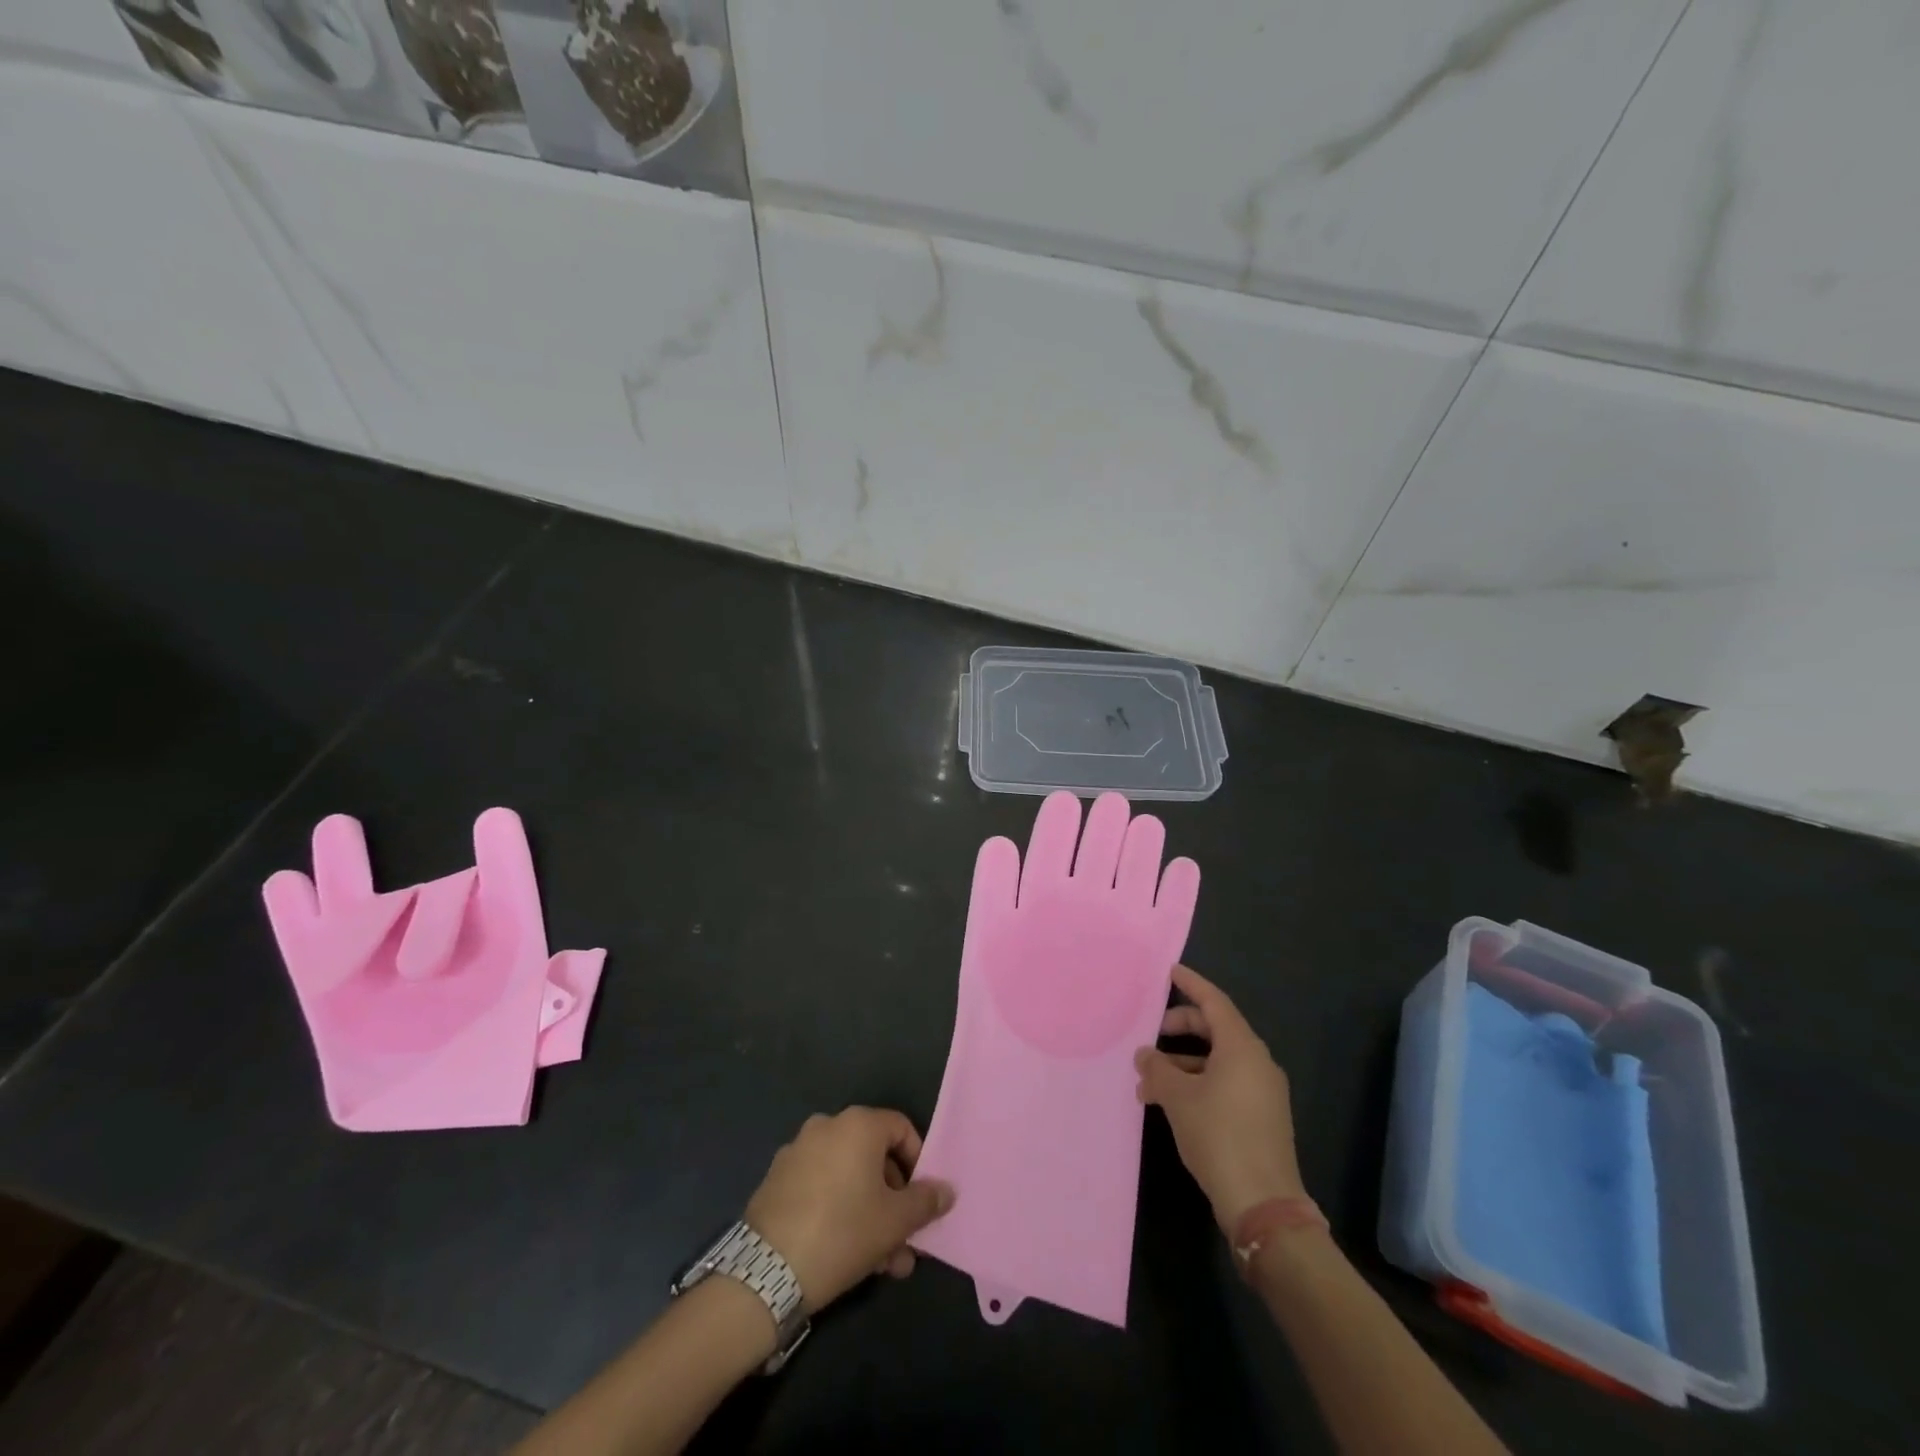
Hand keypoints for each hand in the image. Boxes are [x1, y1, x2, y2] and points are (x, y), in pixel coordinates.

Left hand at [745, 1108, 955, 1314]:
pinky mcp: (777, 1180)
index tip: (921, 1202)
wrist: (766, 1271)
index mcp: (858, 1124)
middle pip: (874, 1157)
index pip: (901, 1129)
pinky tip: (846, 1254)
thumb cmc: (842, 1232)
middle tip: (904, 1242)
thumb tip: (947, 1190)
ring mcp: (797, 1151)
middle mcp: (827, 1126)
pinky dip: (839, 1211)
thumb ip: (925, 1201)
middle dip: (894, 1201)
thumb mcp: (895, 1221)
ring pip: (848, 1178)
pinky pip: (821, 1187)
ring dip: (870, 1213)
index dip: (918, 1163)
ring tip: (881, 1263)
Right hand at [1135, 964, 1305, 1232]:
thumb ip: (1157, 1069)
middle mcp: (1257, 1062)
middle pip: (1216, 1029)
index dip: (1191, 984)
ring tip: (1149, 1083)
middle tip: (1151, 1035)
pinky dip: (1198, 1082)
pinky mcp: (1261, 1116)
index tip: (1170, 971)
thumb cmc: (1219, 1136)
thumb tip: (1144, 1055)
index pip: (1214, 1002)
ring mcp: (1263, 1091)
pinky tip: (1171, 1103)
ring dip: (1183, 1063)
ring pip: (1218, 1059)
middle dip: (1180, 1027)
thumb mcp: (1178, 1098)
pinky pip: (1226, 1082)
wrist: (1263, 1204)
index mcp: (1241, 1047)